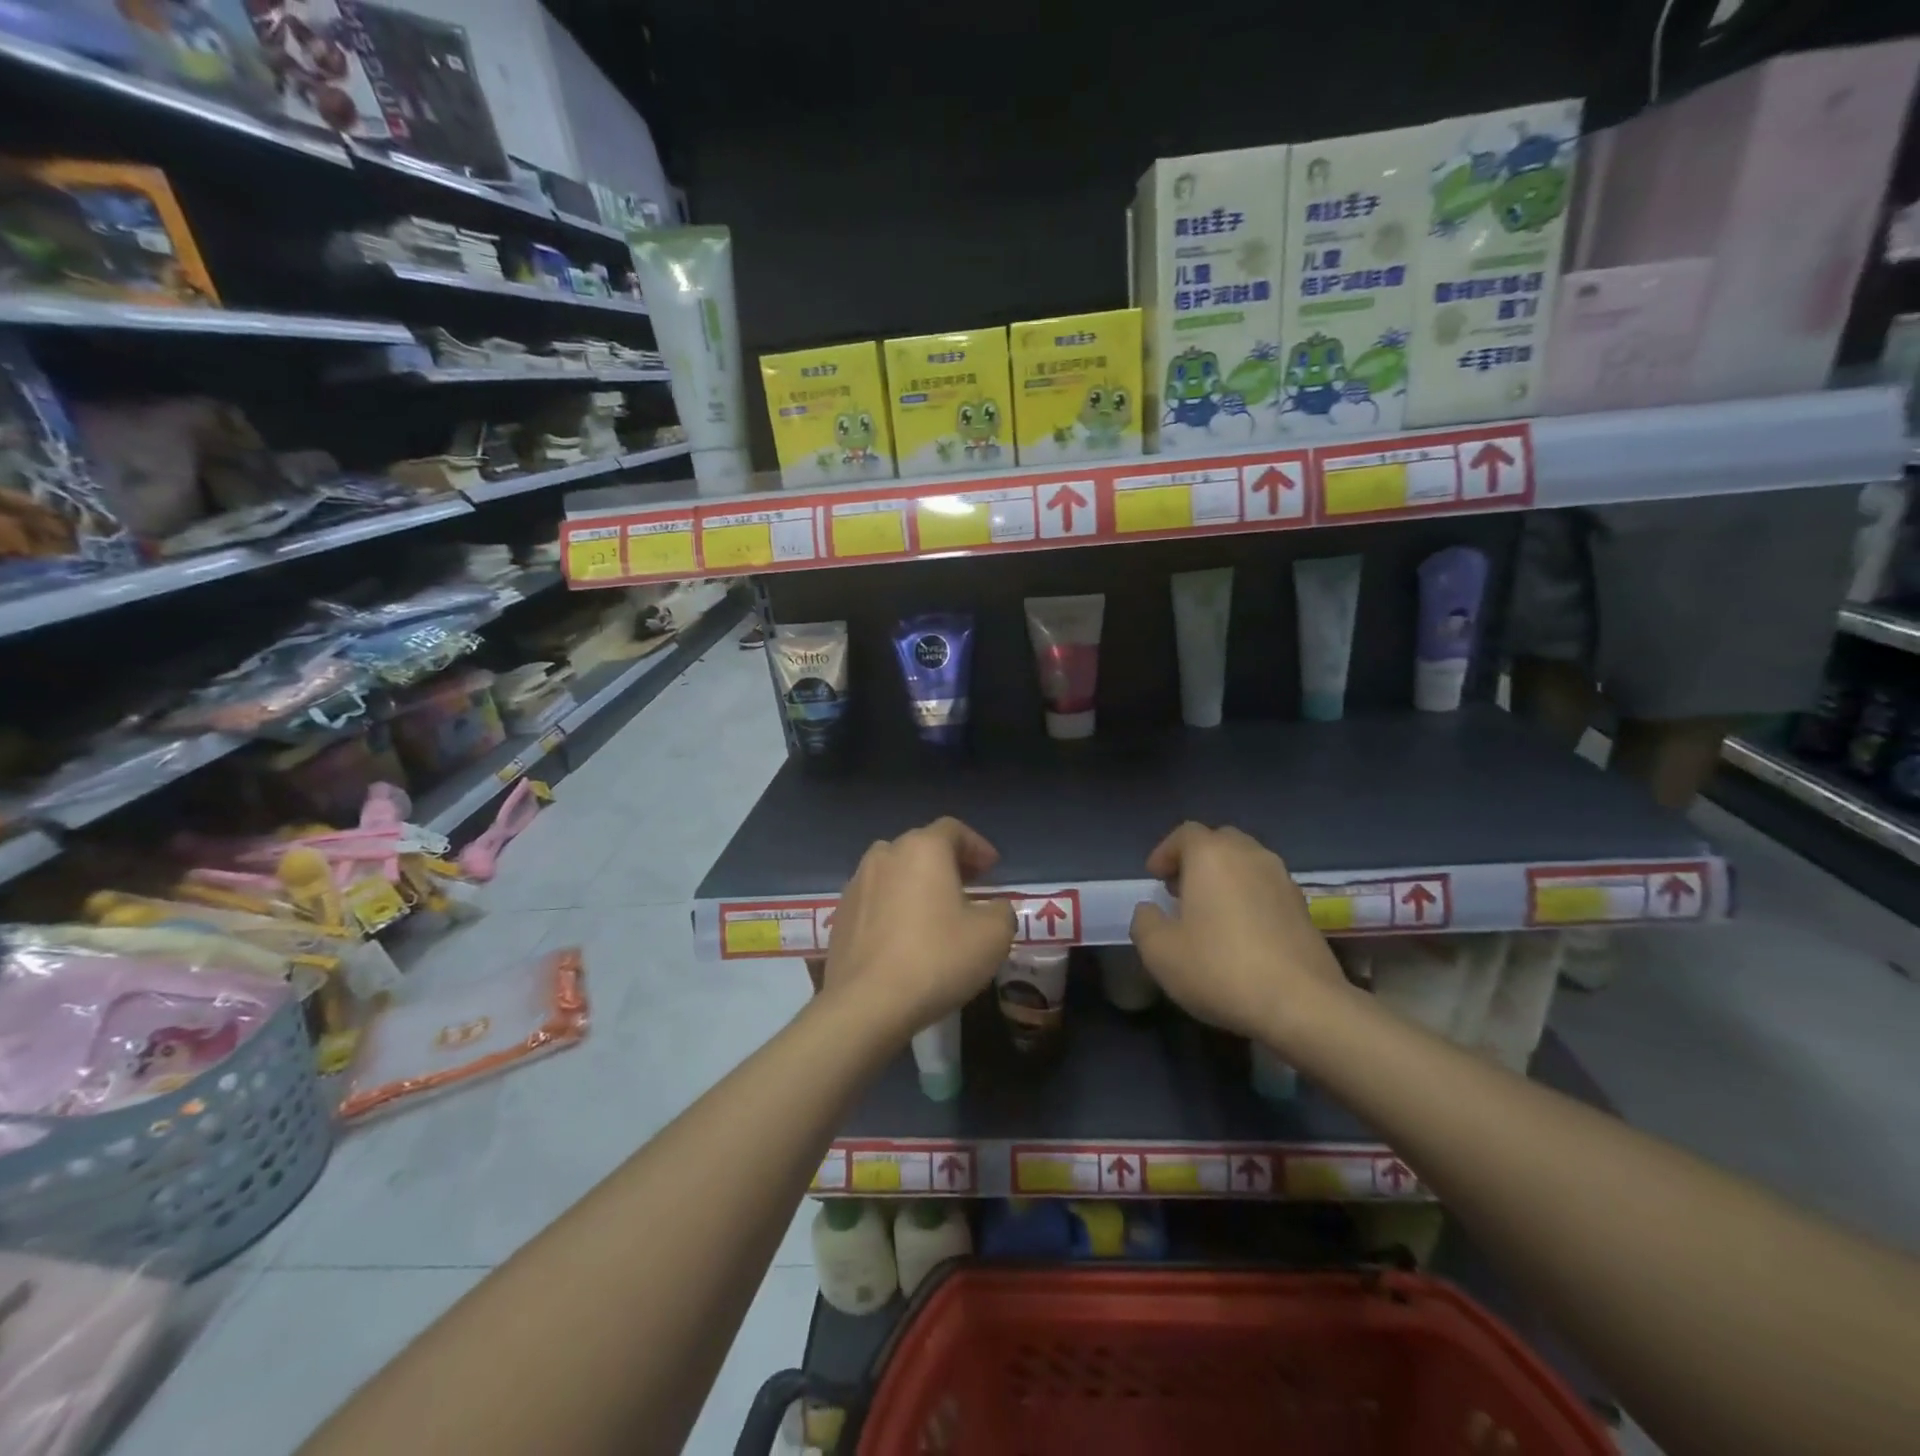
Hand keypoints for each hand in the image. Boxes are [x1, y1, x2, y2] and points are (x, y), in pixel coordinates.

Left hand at [822, 817, 1016, 1043]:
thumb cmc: (937, 958)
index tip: (992, 870)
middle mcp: (885, 855)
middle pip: (921, 847)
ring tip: (937, 912)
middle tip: (969, 886)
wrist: (867, 1004)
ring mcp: (856, 884)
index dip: (977, 846)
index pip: (953, 830)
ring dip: (917, 883)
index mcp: (923, 849)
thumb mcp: (993, 936)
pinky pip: (875, 899)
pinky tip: (905, 937)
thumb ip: (1002, 911)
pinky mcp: (840, 915)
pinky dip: (894, 906)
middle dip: (948, 862)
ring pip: (894, 872)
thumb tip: (994, 909)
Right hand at [1129, 822, 1348, 1048]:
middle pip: (1219, 842)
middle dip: (1196, 860)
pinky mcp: (1304, 908)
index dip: (1165, 852)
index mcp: (1212, 855)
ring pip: (1246, 864)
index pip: (1185, 834)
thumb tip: (1149, 910)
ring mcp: (1283, 880)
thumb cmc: (1220, 968)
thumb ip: (1144, 922)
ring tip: (1210, 912)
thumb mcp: (1159, 952)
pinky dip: (1249, 898)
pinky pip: (1267, 888)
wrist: (1302, 1005)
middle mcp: (1250, 856)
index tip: (1154, 878)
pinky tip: (1241, 932)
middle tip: (1180, 890)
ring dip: (1225, 879)